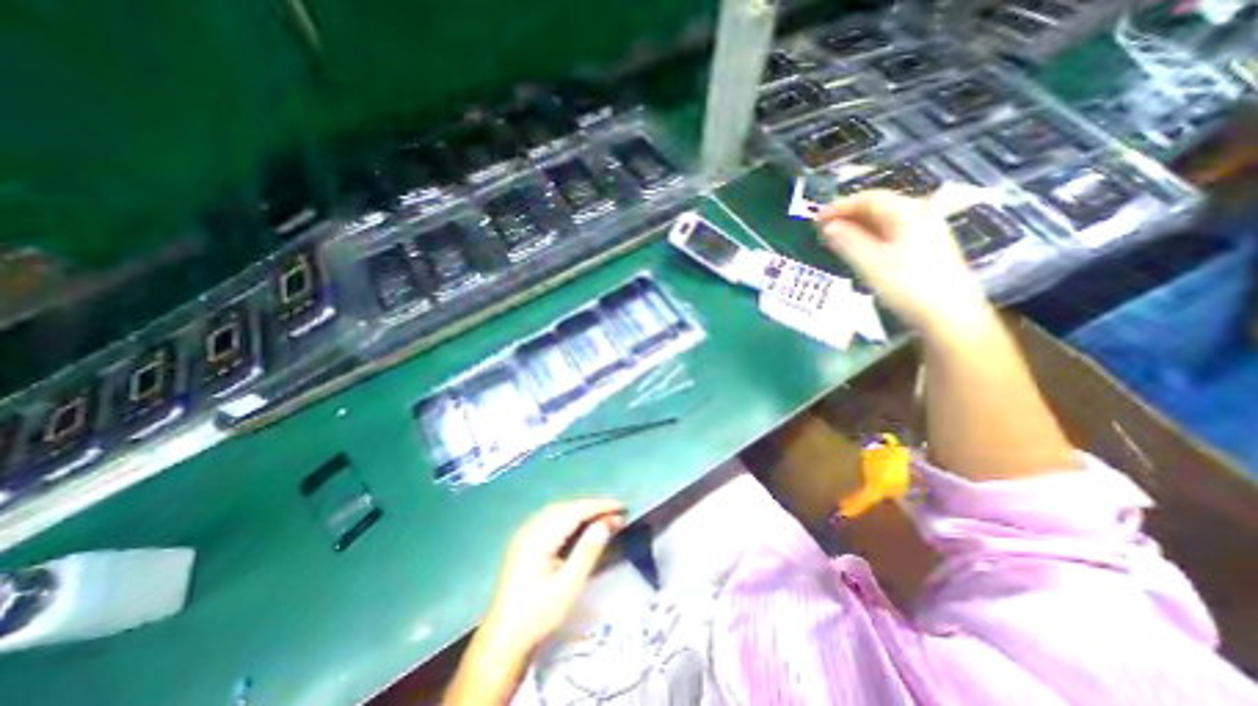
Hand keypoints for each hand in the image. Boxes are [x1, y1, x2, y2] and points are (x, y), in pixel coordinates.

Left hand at [484, 500, 623, 653]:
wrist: (502, 640)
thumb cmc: (538, 615)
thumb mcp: (568, 586)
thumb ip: (588, 551)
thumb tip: (608, 521)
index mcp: (540, 537)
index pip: (575, 511)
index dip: (600, 506)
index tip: (623, 507)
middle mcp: (530, 528)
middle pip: (567, 507)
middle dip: (592, 506)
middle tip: (616, 513)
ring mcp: (524, 533)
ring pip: (558, 510)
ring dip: (581, 509)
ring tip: (603, 516)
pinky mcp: (523, 540)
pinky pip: (550, 518)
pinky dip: (569, 516)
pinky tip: (579, 524)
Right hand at [816, 188, 993, 331]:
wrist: (949, 314)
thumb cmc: (908, 286)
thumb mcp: (871, 263)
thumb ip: (848, 242)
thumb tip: (828, 227)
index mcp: (907, 212)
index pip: (868, 199)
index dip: (839, 206)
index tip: (816, 219)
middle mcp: (920, 214)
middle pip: (878, 206)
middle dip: (847, 215)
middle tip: (823, 229)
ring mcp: (926, 229)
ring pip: (885, 220)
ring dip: (857, 226)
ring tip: (836, 239)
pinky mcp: (927, 246)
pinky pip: (892, 232)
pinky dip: (870, 236)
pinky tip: (859, 248)